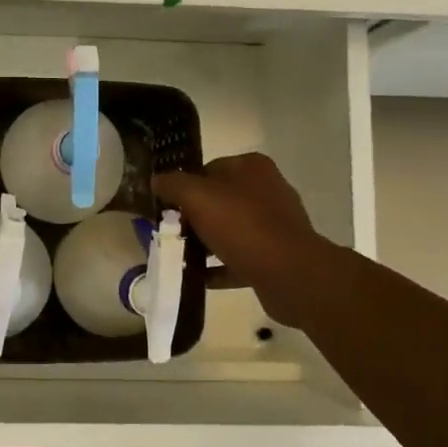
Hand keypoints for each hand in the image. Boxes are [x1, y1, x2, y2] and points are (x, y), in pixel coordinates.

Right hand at [153, 154, 337, 328]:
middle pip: (219, 200)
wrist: (290, 274)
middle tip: (169, 232)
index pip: (208, 169)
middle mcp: (267, 191)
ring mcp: (274, 225)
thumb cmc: (242, 226)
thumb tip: (157, 179)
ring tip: (179, 257)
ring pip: (229, 230)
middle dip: (193, 217)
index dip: (184, 186)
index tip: (166, 206)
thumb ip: (174, 184)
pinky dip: (219, 267)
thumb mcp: (198, 197)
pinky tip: (198, 278)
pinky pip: (240, 258)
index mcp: (252, 168)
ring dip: (205, 243)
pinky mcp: (276, 256)